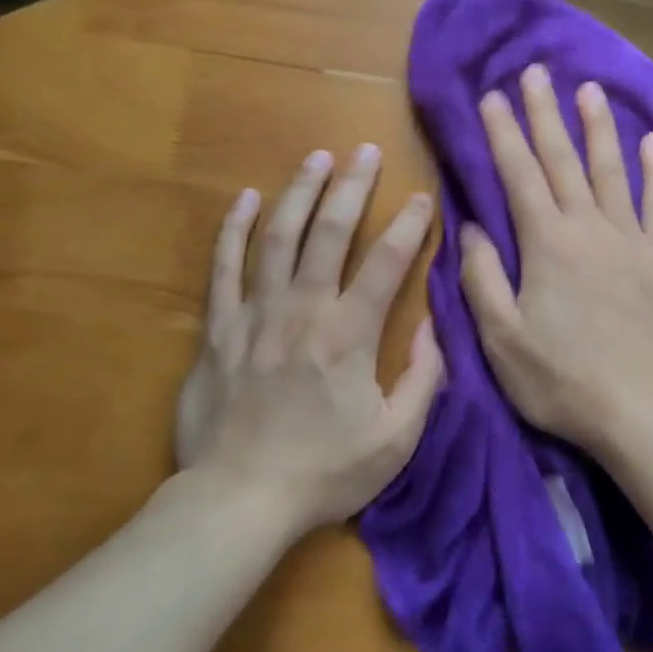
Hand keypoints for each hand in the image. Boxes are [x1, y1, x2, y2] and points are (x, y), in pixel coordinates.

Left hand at [175, 145, 443, 531]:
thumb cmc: (324, 472)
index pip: (387, 263)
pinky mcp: (218, 329)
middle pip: (329, 233)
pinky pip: (224, 268)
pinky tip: (246, 198)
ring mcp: (255, 314)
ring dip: (299, 192)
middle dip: (352, 187)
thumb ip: (424, 378)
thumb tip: (434, 326)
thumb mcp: (396, 439)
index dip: (409, 225)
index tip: (422, 197)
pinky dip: (234, 230)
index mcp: (349, 335)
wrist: (238, 501)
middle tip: (366, 150)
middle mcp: (303, 310)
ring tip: (317, 157)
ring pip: (278, 237)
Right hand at [459, 65, 652, 458]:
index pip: (519, 174)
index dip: (503, 133)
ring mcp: (632, 239)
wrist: (641, 409)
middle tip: (535, 73)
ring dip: (598, 127)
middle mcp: (589, 227)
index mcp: (546, 243)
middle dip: (545, 113)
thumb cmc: (561, 379)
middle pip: (563, 160)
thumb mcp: (501, 337)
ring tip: (589, 89)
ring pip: (612, 170)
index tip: (491, 96)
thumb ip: (482, 277)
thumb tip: (471, 226)